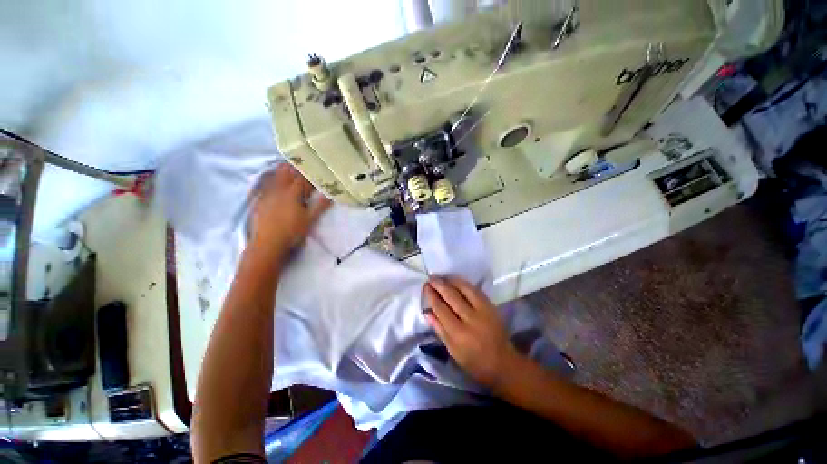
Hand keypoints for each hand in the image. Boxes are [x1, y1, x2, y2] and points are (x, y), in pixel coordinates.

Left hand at [249, 164, 330, 257]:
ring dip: (281, 169)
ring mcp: (266, 194)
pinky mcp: (258, 200)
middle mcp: (278, 190)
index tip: (315, 168)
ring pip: (274, 176)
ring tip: (286, 163)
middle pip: (287, 173)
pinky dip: (268, 178)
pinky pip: (263, 184)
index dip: (309, 173)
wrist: (267, 243)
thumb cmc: (292, 231)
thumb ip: (320, 206)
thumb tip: (330, 195)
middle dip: (294, 166)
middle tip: (300, 160)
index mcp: (292, 193)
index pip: (302, 179)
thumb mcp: (310, 220)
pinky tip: (269, 178)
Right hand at [423, 276, 521, 389]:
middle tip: (430, 278)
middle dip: (439, 285)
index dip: (432, 296)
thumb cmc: (474, 361)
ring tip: (441, 277)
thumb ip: (439, 329)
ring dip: (451, 280)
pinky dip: (463, 283)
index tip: (426, 287)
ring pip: (464, 289)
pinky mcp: (491, 306)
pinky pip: (475, 290)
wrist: (503, 362)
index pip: (441, 309)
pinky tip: (456, 280)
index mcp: (459, 334)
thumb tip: (427, 311)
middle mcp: (470, 319)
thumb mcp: (453, 351)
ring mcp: (483, 310)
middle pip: (451, 296)